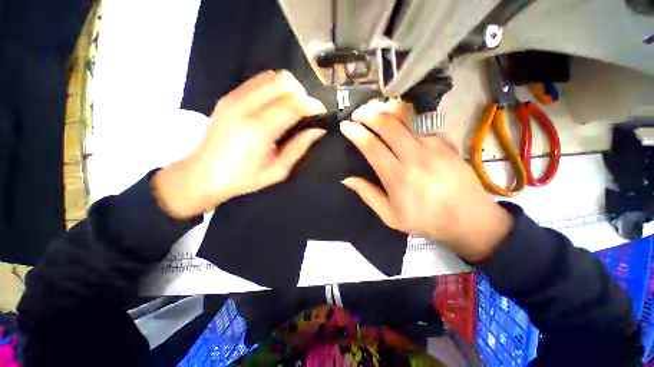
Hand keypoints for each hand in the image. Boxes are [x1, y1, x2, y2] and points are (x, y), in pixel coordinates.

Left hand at [153, 70, 326, 218]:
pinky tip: (273, 107)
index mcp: (259, 130)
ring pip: (272, 76)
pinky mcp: (228, 96)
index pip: (294, 103)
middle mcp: (245, 107)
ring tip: (289, 110)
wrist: (203, 174)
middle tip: (304, 114)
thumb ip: (299, 147)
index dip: (313, 106)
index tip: (321, 115)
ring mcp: (234, 98)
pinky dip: (273, 89)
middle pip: (284, 81)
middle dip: (302, 95)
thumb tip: (318, 130)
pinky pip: (258, 81)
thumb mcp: (278, 171)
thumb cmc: (244, 178)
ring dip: (288, 90)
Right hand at [340, 100, 512, 261]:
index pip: (372, 146)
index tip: (345, 126)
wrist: (470, 219)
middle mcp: (414, 157)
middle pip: (388, 125)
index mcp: (396, 177)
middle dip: (369, 114)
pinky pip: (423, 123)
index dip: (356, 133)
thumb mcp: (390, 216)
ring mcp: (433, 146)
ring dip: (387, 110)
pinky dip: (408, 117)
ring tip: (376, 109)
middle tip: (358, 113)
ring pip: (407, 118)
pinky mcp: (446, 142)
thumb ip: (367, 195)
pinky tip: (401, 119)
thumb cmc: (425, 220)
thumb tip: (347, 179)